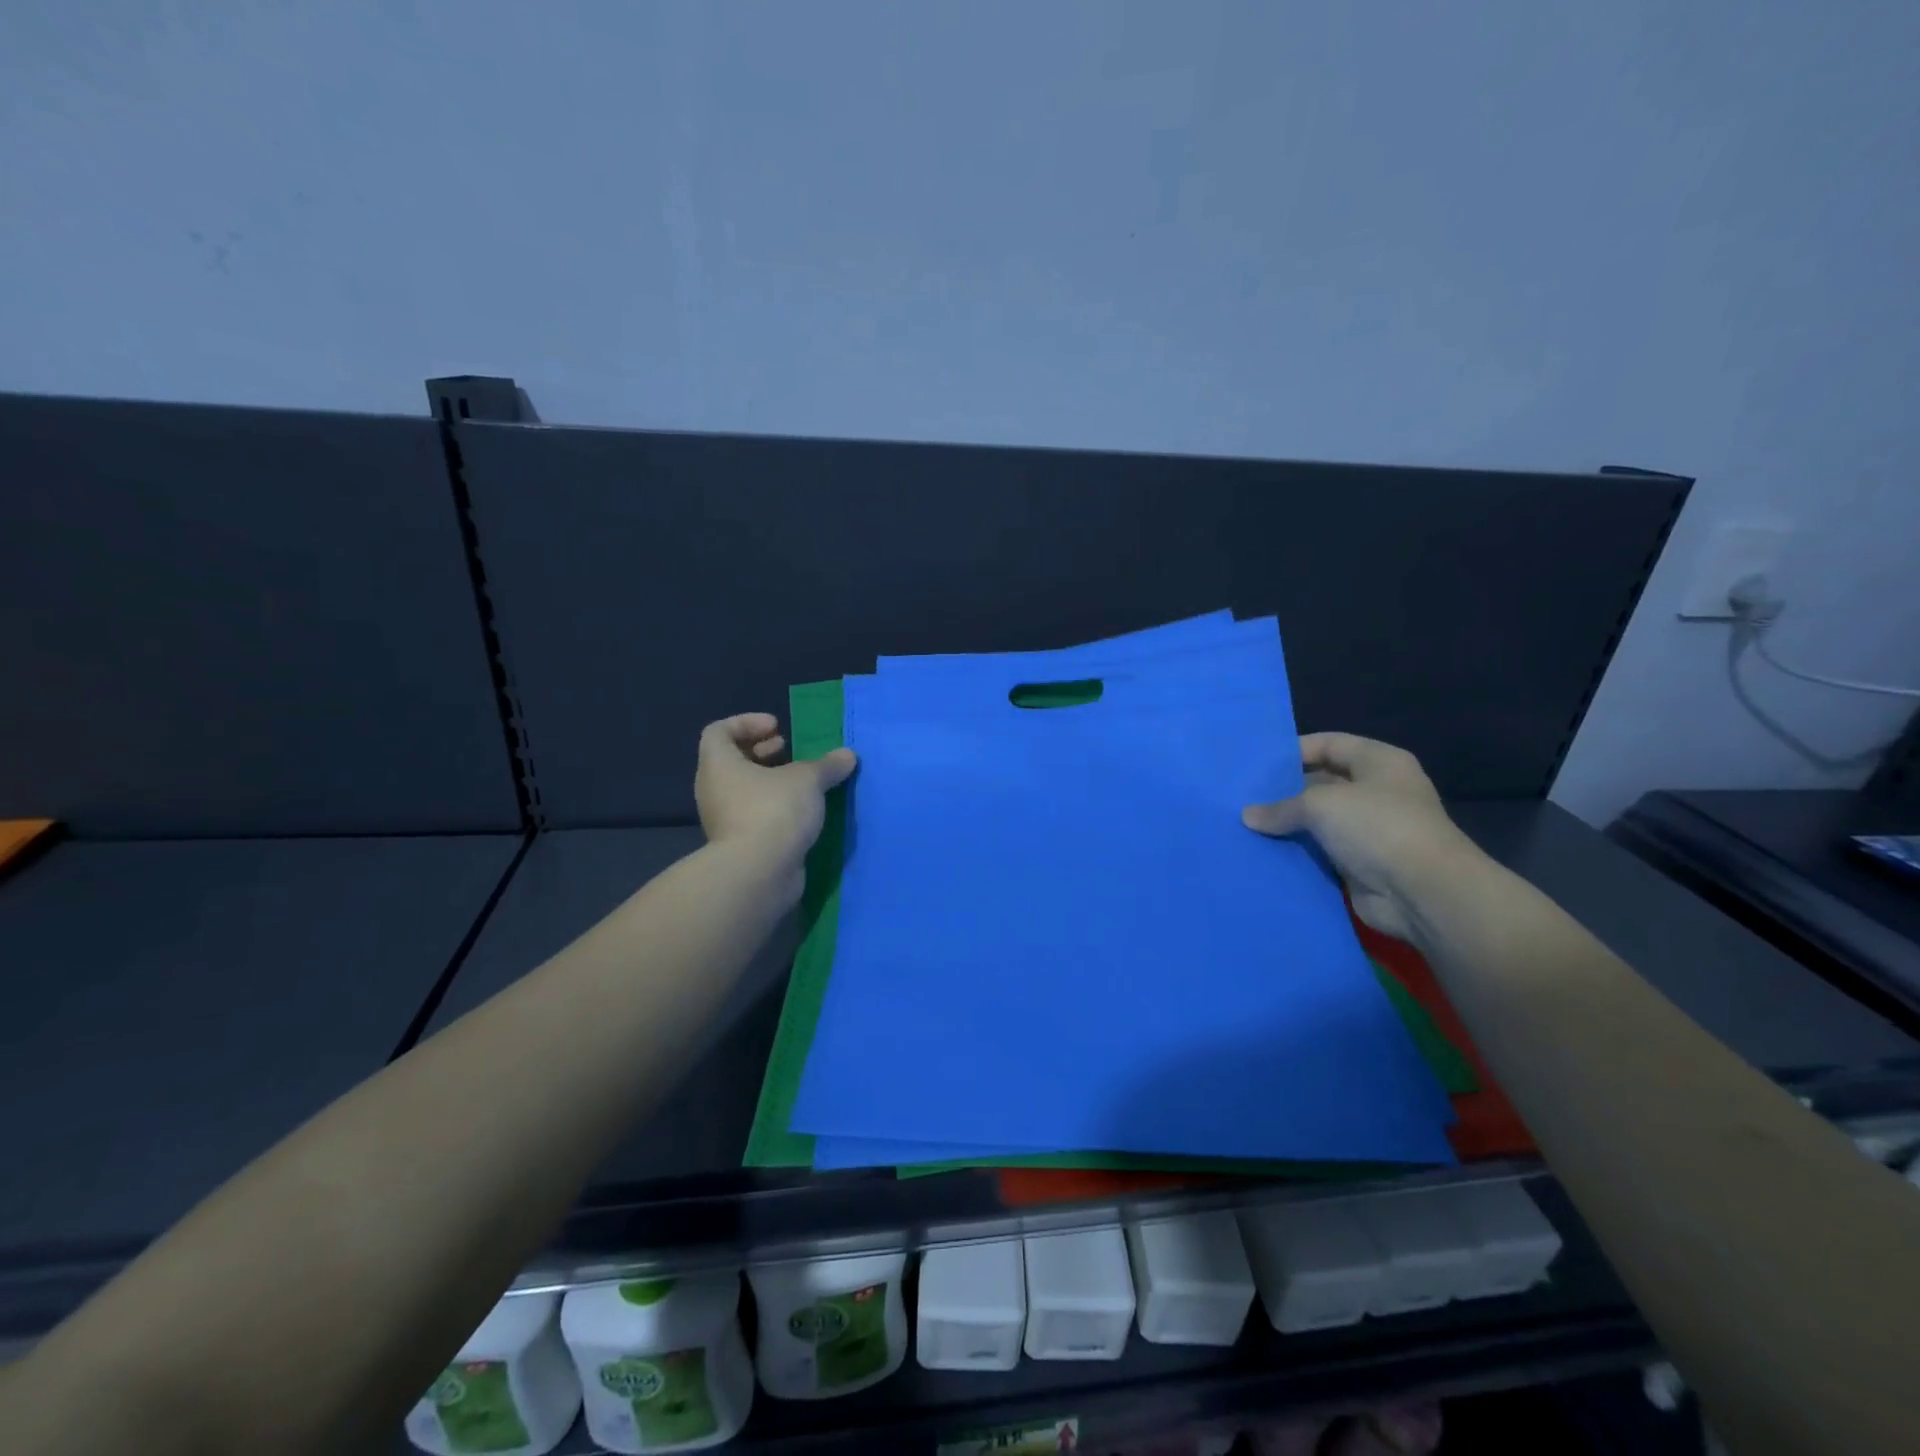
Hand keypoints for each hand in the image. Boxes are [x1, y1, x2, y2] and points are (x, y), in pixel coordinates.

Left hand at [695, 714, 857, 871]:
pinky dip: (776, 806)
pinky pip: (755, 814)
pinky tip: (804, 811)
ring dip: (772, 780)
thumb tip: (847, 755)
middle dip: (762, 751)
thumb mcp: (807, 780)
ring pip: (746, 789)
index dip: (746, 722)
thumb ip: (827, 765)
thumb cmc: (773, 811)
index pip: (718, 731)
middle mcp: (714, 789)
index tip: (777, 728)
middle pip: (732, 759)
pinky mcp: (740, 843)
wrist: (758, 874)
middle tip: (789, 750)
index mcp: (719, 765)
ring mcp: (724, 819)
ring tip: (803, 781)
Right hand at [1241, 733, 1477, 941]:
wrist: (1422, 893)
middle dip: (1285, 790)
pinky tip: (1264, 851)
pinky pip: (1321, 852)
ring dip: (1289, 825)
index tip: (1256, 764)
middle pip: (1321, 782)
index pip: (1329, 744)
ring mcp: (1370, 830)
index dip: (1293, 750)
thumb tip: (1248, 816)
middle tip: (1243, 796)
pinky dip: (1297, 853)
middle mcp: (1377, 791)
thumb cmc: (1377, 827)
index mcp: (1378, 762)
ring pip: (1319, 820)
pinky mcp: (1361, 864)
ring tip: (1245, 824)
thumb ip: (1281, 807)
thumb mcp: (1320, 804)